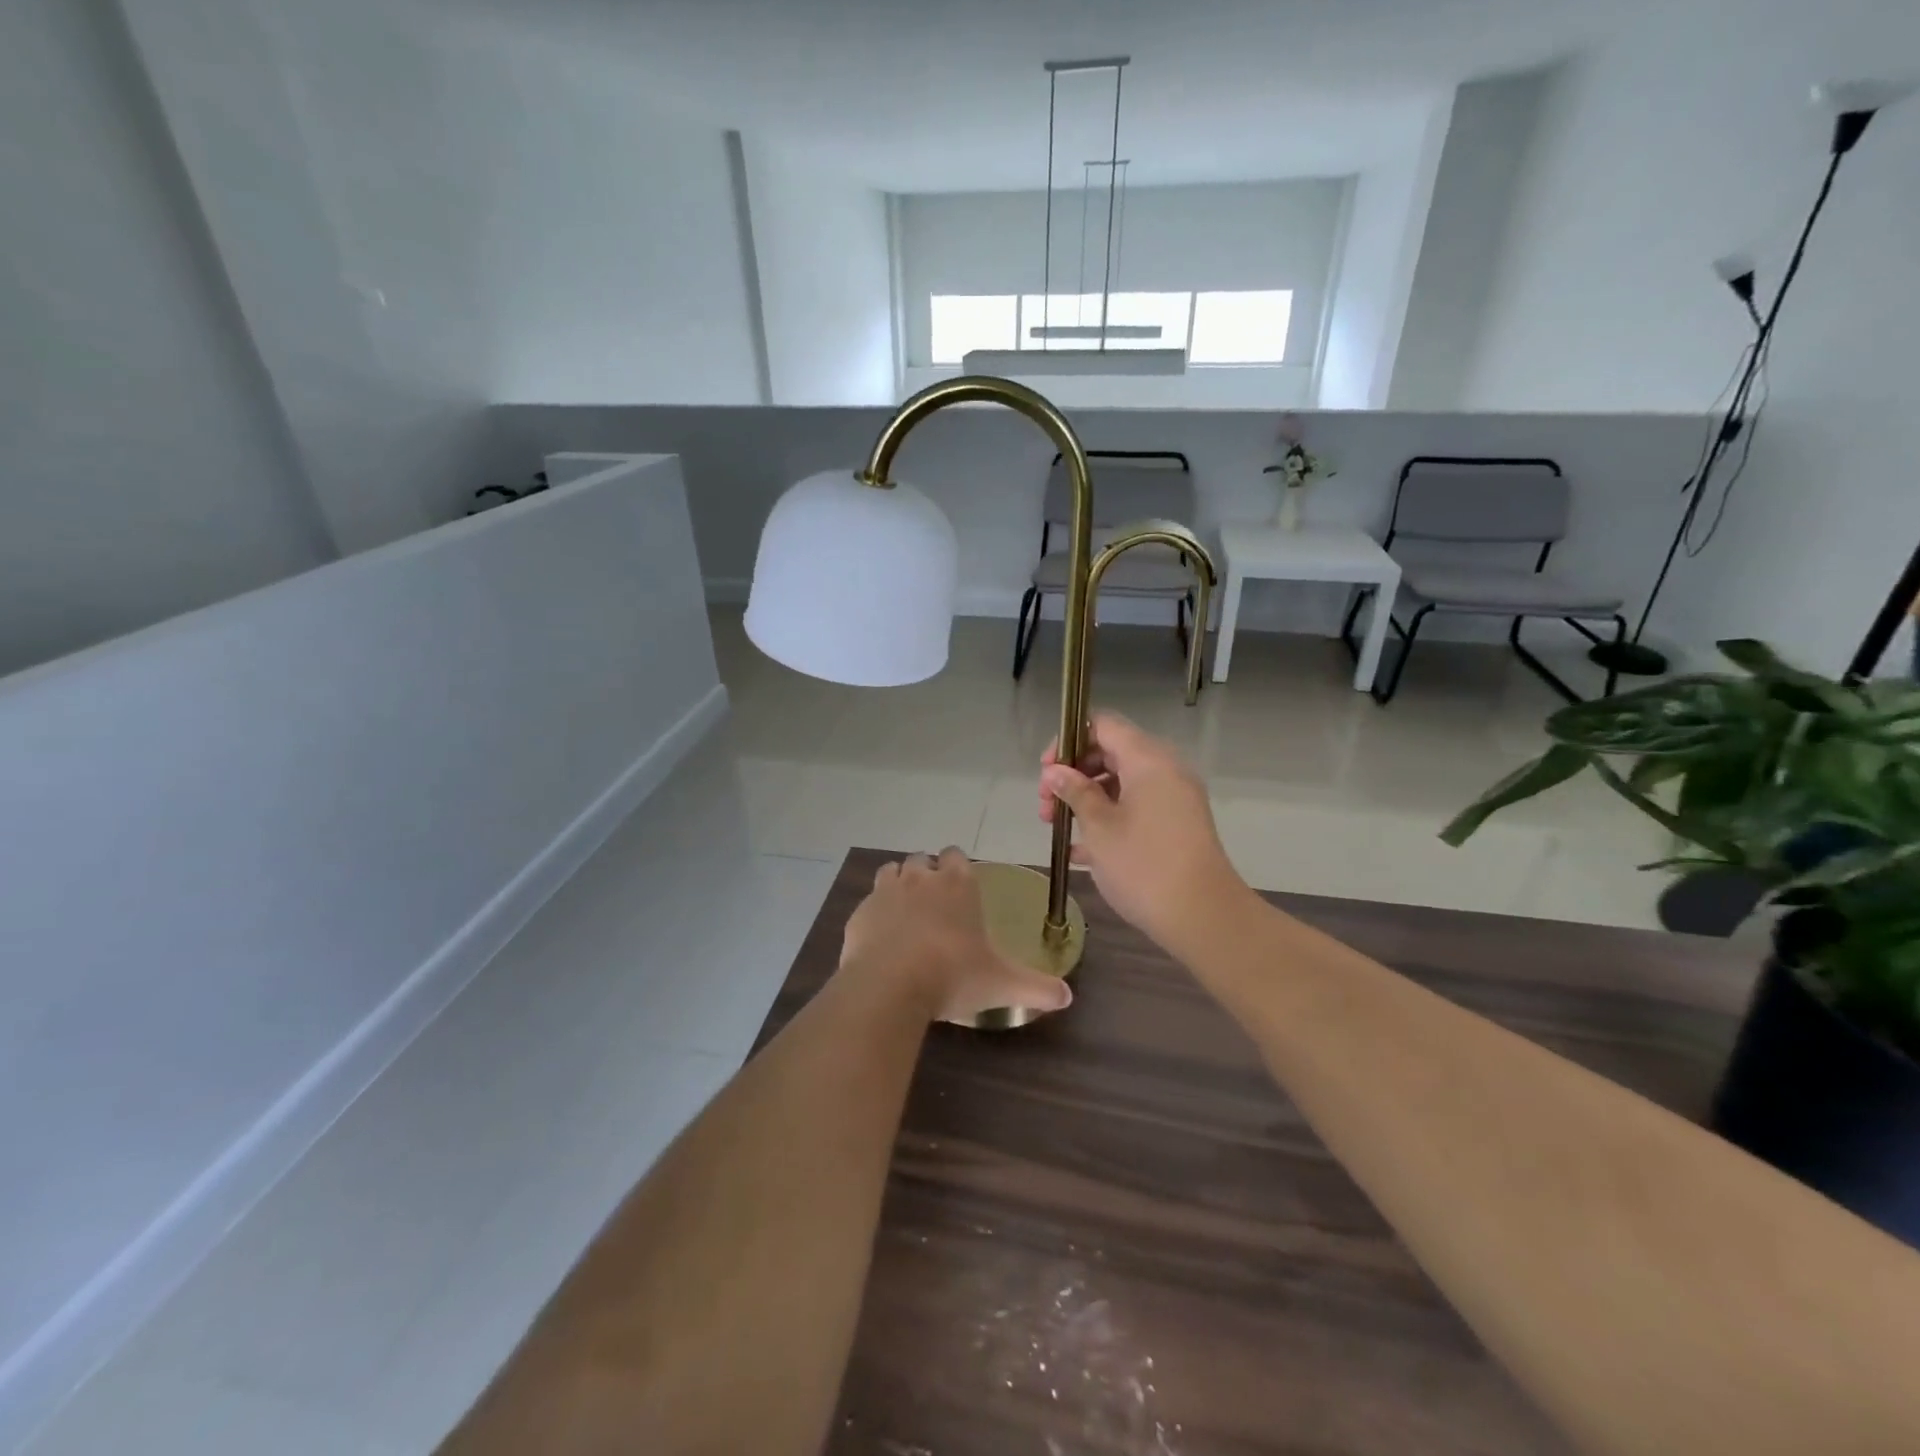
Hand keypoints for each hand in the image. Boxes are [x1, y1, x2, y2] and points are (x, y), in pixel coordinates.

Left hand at [840, 848, 1072, 1025]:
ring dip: (899, 884)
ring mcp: (887, 891)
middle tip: (934, 905)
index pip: (957, 856)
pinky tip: (881, 937)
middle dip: (928, 874)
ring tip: (906, 914)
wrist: (890, 983)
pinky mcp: (861, 911)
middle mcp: (922, 878)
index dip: (957, 868)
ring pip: (892, 871)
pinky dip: (875, 912)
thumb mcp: (1001, 983)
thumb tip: (1068, 998)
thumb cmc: (953, 974)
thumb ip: (1036, 987)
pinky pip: (869, 901)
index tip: (960, 889)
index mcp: (958, 884)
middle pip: (923, 860)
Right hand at [1039, 713, 1249, 954]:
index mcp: (1148, 759)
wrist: (1203, 916)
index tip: (1046, 771)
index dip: (1069, 741)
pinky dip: (1109, 817)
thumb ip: (1075, 792)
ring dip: (1087, 799)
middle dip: (1074, 775)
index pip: (1103, 725)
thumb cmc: (1143, 865)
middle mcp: (1165, 769)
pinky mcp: (1178, 824)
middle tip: (1047, 806)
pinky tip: (1081, 851)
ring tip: (1059, 830)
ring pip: (1122, 783)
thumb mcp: (1099, 827)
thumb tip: (1055, 771)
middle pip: (1111, 752)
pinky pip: (1137, 806)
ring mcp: (1175, 797)